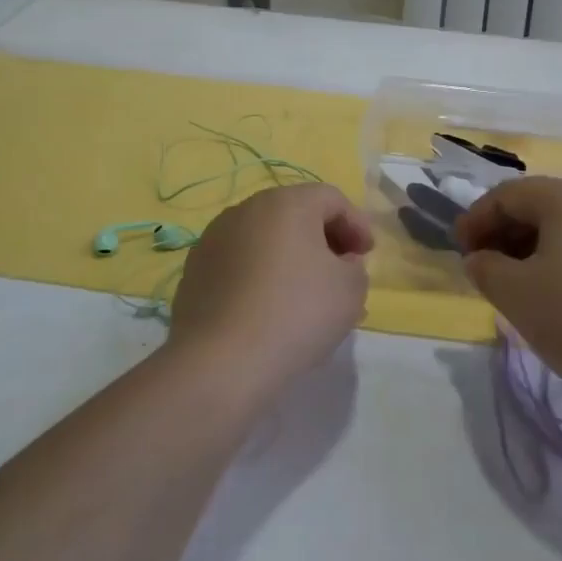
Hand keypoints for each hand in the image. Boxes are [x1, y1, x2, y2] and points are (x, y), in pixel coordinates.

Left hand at [168, 183, 372, 398]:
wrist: (221, 361)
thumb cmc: (297, 313)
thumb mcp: (351, 290)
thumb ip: (354, 267)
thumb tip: (339, 262)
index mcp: (287, 203)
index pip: (331, 199)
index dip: (356, 224)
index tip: (366, 256)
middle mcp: (247, 209)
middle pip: (295, 214)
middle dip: (322, 240)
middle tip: (340, 272)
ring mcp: (214, 239)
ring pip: (264, 239)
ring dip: (289, 258)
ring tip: (304, 296)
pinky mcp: (194, 270)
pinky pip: (239, 263)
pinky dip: (259, 276)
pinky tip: (268, 309)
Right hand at [454, 177, 561, 407]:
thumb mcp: (517, 294)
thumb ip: (486, 269)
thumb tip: (480, 259)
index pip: (508, 195)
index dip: (476, 219)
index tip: (460, 252)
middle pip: (540, 206)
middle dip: (505, 234)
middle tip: (486, 269)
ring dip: (534, 249)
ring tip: (520, 286)